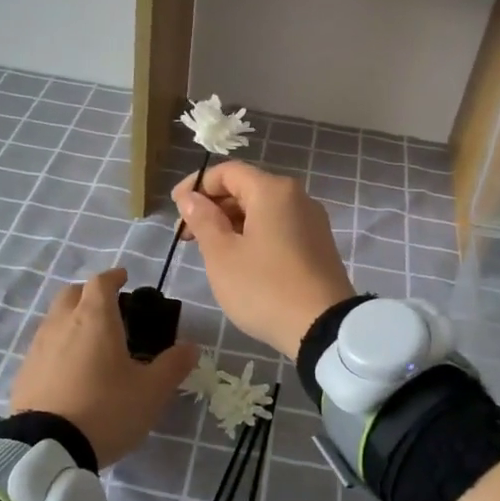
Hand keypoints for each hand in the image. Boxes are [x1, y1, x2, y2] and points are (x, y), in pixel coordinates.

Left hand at [9, 268, 196, 468]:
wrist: (47, 449)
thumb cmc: (106, 409)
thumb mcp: (151, 391)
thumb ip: (173, 366)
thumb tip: (190, 347)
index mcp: (95, 318)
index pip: (101, 282)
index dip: (114, 277)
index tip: (125, 278)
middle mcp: (62, 323)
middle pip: (72, 293)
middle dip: (89, 294)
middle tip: (108, 309)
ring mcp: (38, 347)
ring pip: (54, 319)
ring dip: (71, 320)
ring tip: (90, 342)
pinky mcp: (24, 373)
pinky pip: (43, 347)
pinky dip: (58, 347)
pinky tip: (69, 370)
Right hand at [172, 162, 355, 357]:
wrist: (323, 328)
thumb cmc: (264, 288)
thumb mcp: (222, 255)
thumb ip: (203, 220)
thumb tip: (191, 197)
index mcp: (273, 191)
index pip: (228, 172)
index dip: (197, 185)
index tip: (176, 209)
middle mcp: (297, 197)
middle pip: (247, 189)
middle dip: (213, 207)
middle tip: (187, 236)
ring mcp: (312, 221)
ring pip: (263, 210)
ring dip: (232, 223)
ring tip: (210, 250)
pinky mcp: (318, 245)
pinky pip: (279, 228)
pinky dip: (254, 235)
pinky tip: (240, 260)